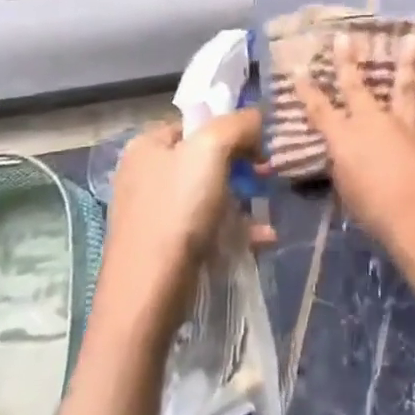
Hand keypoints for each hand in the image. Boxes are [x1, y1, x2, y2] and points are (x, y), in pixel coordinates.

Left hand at [96, 109, 271, 332]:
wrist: (147, 295)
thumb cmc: (177, 212)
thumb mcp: (211, 150)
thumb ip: (237, 124)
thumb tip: (257, 118)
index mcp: (147, 145)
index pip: (197, 122)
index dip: (232, 128)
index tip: (261, 145)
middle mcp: (146, 174)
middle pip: (206, 158)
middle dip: (242, 166)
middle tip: (268, 177)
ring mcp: (154, 212)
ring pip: (210, 194)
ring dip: (244, 200)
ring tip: (268, 211)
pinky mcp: (165, 246)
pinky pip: (208, 227)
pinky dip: (236, 230)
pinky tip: (263, 239)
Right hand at [292, 30, 414, 253]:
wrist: (414, 213)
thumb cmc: (371, 207)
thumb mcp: (345, 187)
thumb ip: (342, 163)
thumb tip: (343, 151)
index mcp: (344, 136)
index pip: (319, 109)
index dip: (307, 90)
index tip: (299, 69)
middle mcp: (371, 121)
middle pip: (355, 86)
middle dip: (347, 61)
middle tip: (344, 37)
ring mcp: (402, 125)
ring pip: (404, 87)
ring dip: (408, 63)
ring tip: (413, 39)